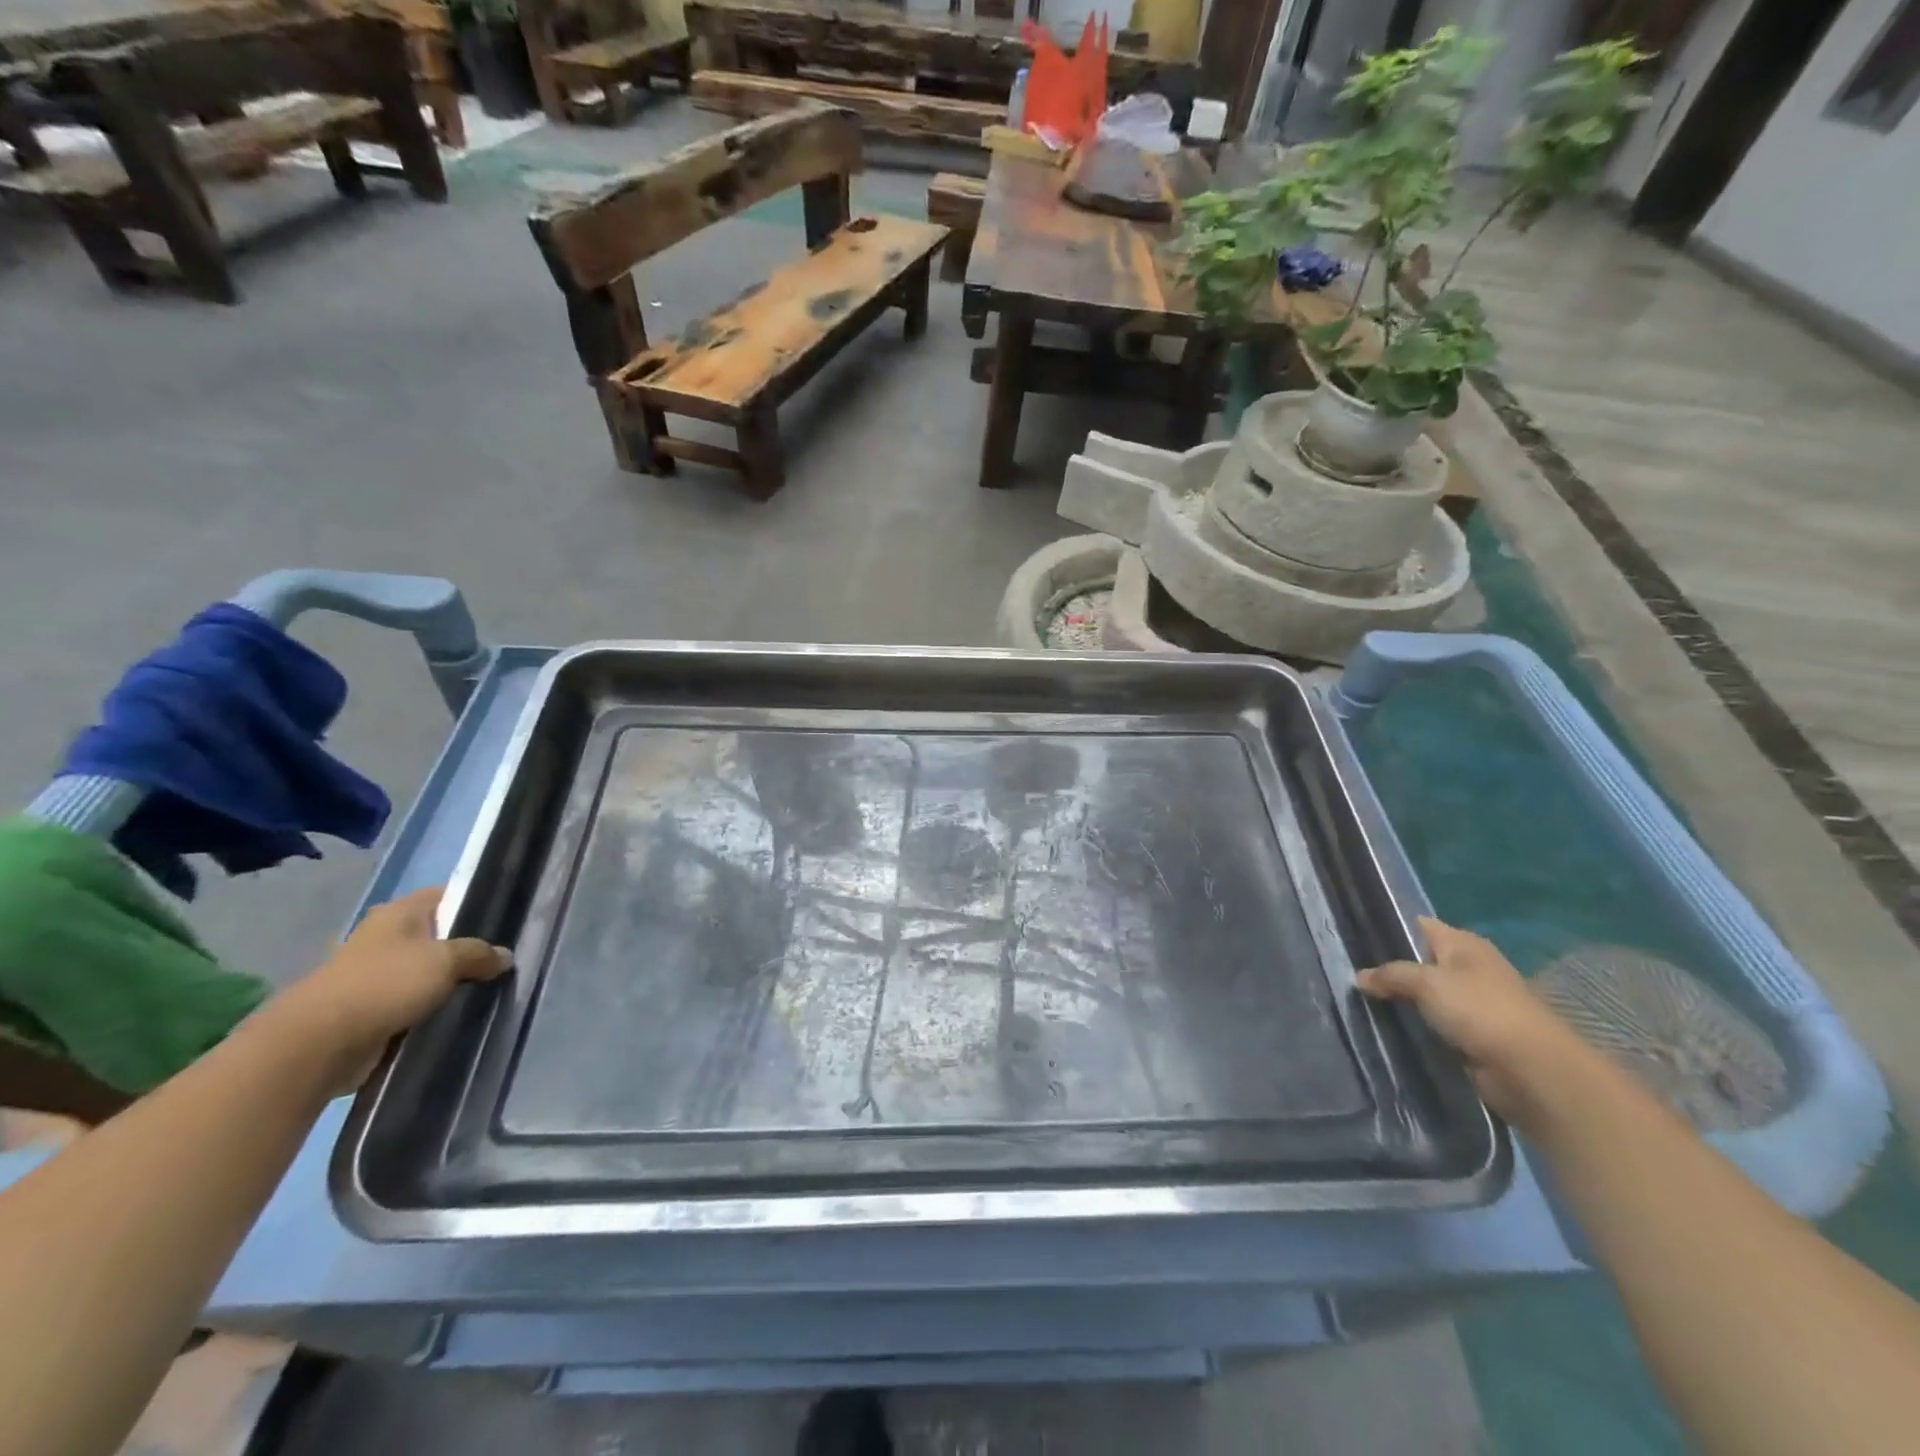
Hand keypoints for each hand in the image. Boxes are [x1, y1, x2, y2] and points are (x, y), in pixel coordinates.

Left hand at [277, 887, 511, 1083]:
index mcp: (399, 913)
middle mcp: (383, 936)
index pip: (446, 895)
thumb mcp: (447, 960)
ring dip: (446, 982)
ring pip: (424, 971)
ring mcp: (371, 973)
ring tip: (483, 990)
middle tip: (499, 960)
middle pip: (436, 935)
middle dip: (464, 948)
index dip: (475, 903)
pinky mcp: (366, 1008)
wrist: (318, 1044)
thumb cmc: (386, 984)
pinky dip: (428, 1008)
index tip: (504, 919)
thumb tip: (504, 956)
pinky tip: (453, 1014)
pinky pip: (409, 1002)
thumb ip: (480, 954)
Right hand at [1357, 917, 1587, 1123]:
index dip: (1388, 928)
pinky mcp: (1473, 1034)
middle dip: (1390, 968)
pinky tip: (1388, 1026)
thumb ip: (1390, 975)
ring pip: (1425, 995)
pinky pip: (1434, 1023)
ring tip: (1361, 1000)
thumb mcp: (1426, 982)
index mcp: (1463, 944)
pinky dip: (1416, 1025)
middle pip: (1420, 961)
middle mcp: (1469, 968)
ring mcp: (1473, 1003)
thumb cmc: (1480, 1011)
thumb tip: (1359, 976)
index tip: (1354, 938)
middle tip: (1351, 973)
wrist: (1531, 1070)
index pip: (1418, 925)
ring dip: (1402, 1000)